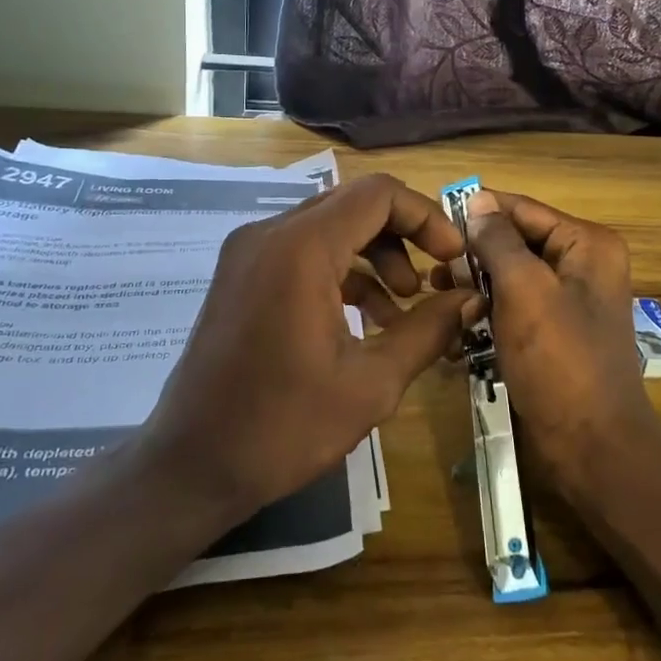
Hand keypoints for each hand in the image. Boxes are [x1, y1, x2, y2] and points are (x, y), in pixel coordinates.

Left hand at [137, 173, 476, 522]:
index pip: (378, 194)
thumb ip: (428, 330)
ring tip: (407, 305)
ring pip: (331, 226)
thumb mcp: (371, 383)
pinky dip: (344, 272)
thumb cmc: (282, 428)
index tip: (453, 256)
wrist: (190, 467)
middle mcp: (270, 233)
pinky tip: (370, 319)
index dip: (425, 216)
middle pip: (354, 204)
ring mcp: (250, 252)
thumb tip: (470, 299)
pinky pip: (305, 251)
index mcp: (301, 248)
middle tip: (437, 277)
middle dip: (404, 236)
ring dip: (376, 255)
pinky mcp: (243, 274)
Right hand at [446, 190, 660, 501]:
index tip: (432, 223)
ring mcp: (569, 301)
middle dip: (474, 256)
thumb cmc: (559, 360)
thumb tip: (477, 200)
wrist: (591, 446)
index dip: (478, 213)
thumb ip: (498, 241)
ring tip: (439, 299)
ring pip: (511, 277)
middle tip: (433, 274)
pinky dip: (488, 315)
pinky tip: (457, 330)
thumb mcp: (525, 290)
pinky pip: (515, 308)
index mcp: (587, 244)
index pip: (523, 210)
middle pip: (516, 242)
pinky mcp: (554, 333)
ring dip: (476, 288)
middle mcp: (583, 264)